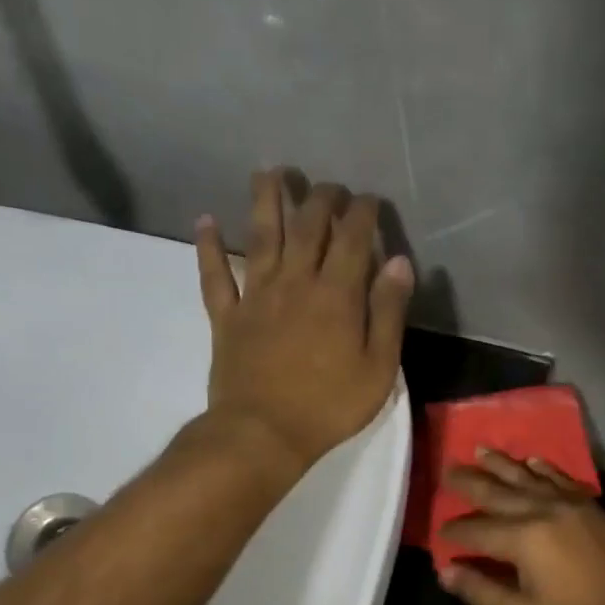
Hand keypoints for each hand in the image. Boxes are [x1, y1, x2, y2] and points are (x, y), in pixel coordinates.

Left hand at [195, 169, 412, 472]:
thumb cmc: (330, 406)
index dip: (363, 212)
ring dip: (265, 200)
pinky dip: (209, 246)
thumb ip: (388, 313)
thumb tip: (399, 262)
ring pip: (260, 236)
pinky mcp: (227, 317)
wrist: (264, 433)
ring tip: (269, 171)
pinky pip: (215, 275)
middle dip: (321, 198)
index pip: (352, 237)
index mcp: (336, 294)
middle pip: (307, 226)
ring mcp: (256, 296)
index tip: (370, 200)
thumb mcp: (378, 368)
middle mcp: (295, 282)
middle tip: (329, 186)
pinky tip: (206, 221)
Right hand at [436, 452, 604, 604]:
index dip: (453, 533)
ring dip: (501, 463)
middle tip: (446, 470)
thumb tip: (446, 572)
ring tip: (479, 450)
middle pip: (496, 492)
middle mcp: (542, 511)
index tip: (439, 533)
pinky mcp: (590, 505)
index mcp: (523, 539)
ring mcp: (569, 503)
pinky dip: (543, 467)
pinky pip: (560, 477)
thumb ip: (481, 591)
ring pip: (527, 477)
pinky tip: (531, 460)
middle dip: (468, 482)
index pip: (476, 530)